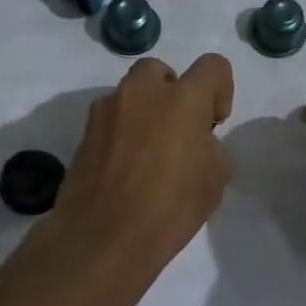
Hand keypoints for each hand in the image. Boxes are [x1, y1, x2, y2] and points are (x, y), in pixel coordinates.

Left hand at [50, 53, 234, 274]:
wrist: (103, 238)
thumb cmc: (170, 209)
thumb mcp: (214, 182)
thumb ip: (212, 149)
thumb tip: (198, 144)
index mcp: (183, 99)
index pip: (213, 66)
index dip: (220, 91)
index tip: (213, 124)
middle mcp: (142, 93)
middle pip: (162, 71)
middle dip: (173, 93)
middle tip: (178, 131)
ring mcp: (107, 110)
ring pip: (131, 94)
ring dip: (145, 111)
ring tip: (149, 153)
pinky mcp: (84, 132)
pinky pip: (111, 119)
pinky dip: (122, 132)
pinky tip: (125, 168)